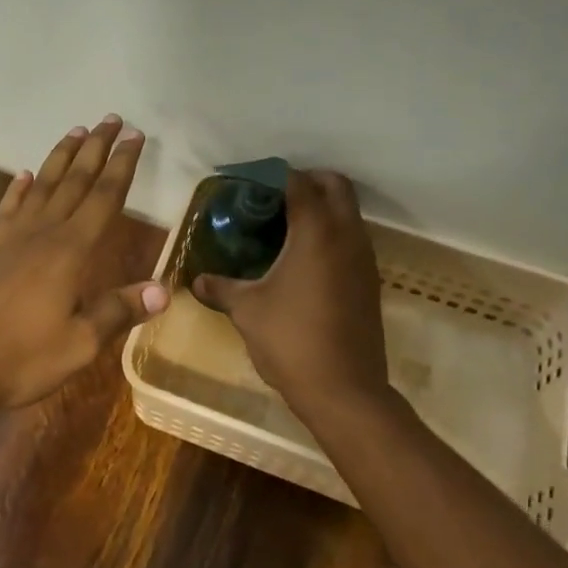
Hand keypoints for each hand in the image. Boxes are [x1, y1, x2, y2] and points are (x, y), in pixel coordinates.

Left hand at [0, 115, 167, 415]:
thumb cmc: (21, 356)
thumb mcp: (79, 343)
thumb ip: (119, 311)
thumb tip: (163, 289)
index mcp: (70, 250)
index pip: (105, 197)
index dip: (122, 165)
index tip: (135, 135)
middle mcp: (43, 233)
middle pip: (75, 180)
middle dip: (96, 148)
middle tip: (111, 118)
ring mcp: (12, 238)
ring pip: (43, 185)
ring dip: (61, 157)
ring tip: (76, 131)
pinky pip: (9, 208)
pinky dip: (18, 189)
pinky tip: (22, 176)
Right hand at [191, 169, 388, 404]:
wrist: (345, 391)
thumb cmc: (291, 340)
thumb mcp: (247, 311)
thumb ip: (221, 288)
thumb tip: (197, 281)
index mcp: (316, 233)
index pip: (298, 182)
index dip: (273, 175)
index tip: (248, 182)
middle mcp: (347, 236)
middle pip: (336, 186)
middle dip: (307, 180)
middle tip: (272, 196)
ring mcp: (364, 259)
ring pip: (349, 212)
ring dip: (323, 207)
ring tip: (284, 224)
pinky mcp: (370, 281)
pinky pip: (352, 238)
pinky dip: (331, 233)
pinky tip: (302, 258)